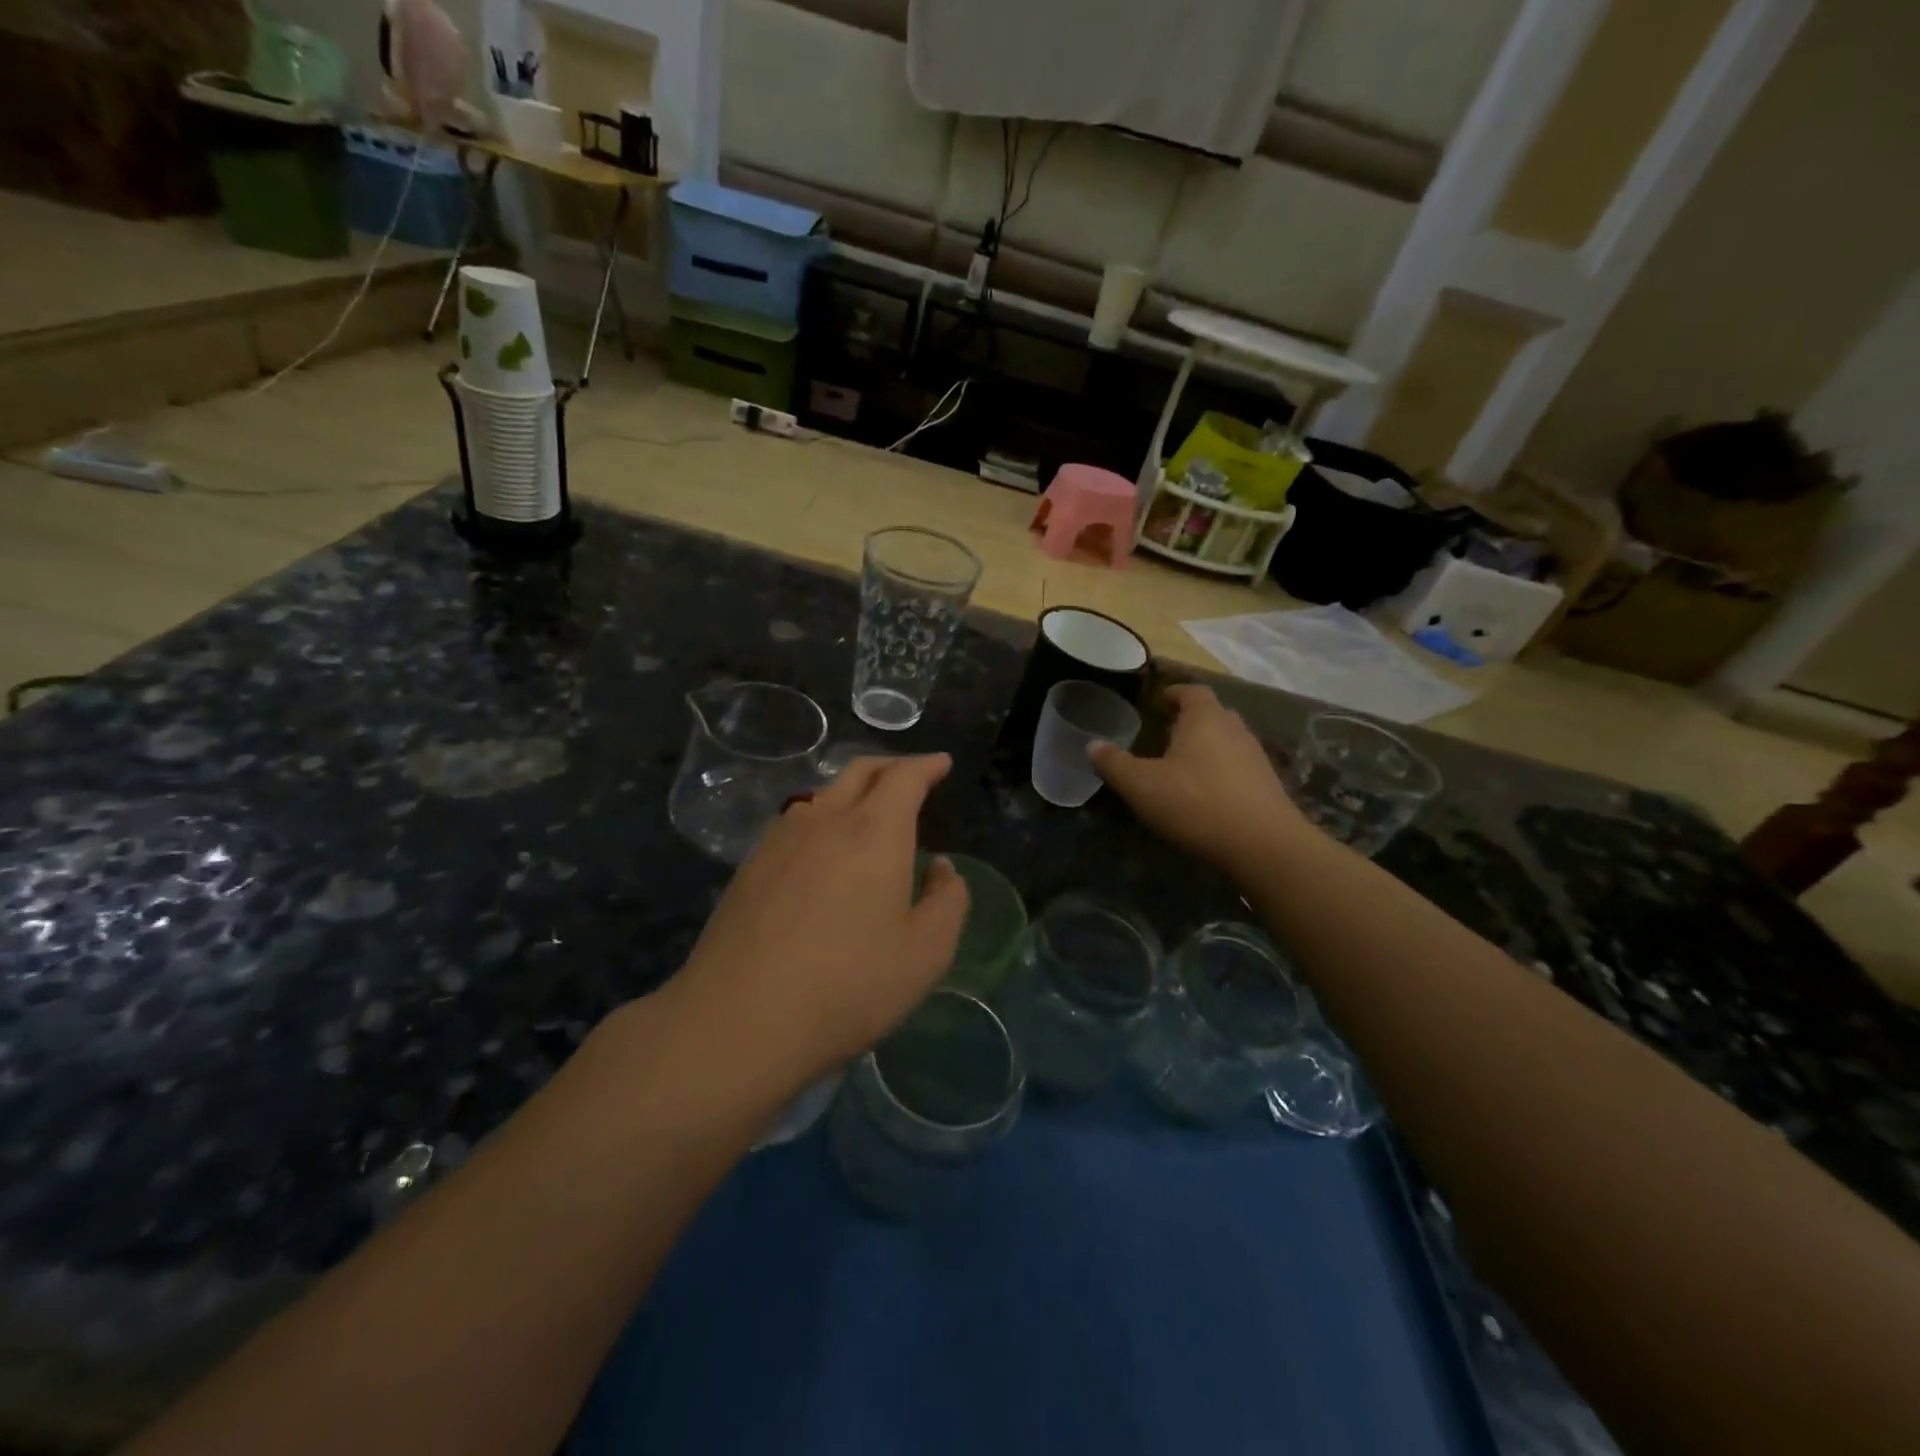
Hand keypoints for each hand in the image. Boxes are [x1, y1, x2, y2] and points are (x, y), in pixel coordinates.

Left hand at [668, 755, 969, 1089]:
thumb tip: (941, 867)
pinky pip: (796, 822)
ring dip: (853, 791)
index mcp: (874, 831)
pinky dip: (822, 818)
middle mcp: (826, 820)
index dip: (926, 766)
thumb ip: (947, 901)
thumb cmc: (847, 985)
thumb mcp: (925, 953)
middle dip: (891, 766)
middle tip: (911, 776)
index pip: (904, 776)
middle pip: (860, 771)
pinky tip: (822, 850)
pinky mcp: (750, 866)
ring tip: (869, 813)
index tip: (942, 763)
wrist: (739, 1018)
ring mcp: (780, 840)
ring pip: (823, 794)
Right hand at [1090, 685, 1311, 873]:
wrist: (1263, 845)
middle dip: (1190, 720)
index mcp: (1204, 718)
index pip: (1192, 691)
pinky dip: (1221, 771)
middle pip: (1212, 714)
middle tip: (1166, 733)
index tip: (1161, 700)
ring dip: (1207, 746)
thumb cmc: (1196, 803)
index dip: (1175, 693)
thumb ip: (1114, 764)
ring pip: (1227, 740)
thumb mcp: (1141, 786)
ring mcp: (1255, 757)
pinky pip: (1239, 766)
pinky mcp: (1267, 785)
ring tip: (1183, 765)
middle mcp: (1234, 729)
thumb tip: (1092, 745)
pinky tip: (1206, 793)